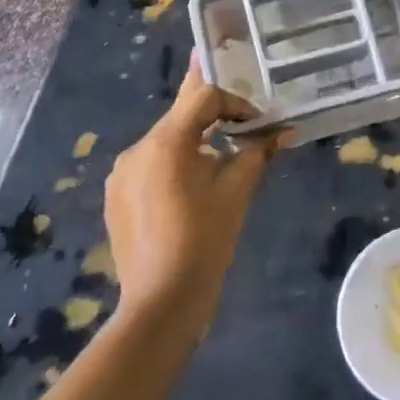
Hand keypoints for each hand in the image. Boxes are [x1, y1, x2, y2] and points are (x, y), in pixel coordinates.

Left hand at [104, 56, 283, 331]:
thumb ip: (258, 152)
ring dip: (195, 139)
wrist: (161, 303)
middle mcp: (137, 149)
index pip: (203, 96)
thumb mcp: (237, 192)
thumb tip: (284, 130)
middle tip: (243, 120)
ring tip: (223, 155)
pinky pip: (151, 164)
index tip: (258, 120)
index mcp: (166, 142)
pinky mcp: (116, 196)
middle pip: (181, 115)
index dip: (235, 101)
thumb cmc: (205, 241)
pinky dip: (175, 162)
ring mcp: (121, 174)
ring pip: (165, 140)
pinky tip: (194, 186)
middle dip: (215, 115)